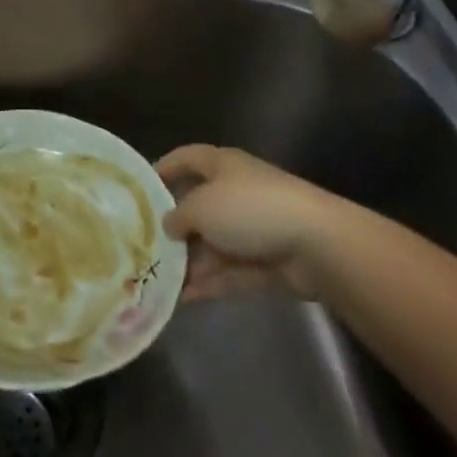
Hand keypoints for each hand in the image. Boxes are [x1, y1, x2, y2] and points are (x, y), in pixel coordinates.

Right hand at [157, 144, 338, 302]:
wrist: (316, 244)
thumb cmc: (249, 209)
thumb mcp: (201, 207)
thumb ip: (178, 216)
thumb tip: (169, 225)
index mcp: (222, 166)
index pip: (187, 158)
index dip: (165, 168)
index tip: (141, 187)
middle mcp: (237, 192)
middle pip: (199, 205)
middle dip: (174, 226)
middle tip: (145, 244)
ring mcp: (254, 228)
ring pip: (214, 243)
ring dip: (190, 261)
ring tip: (159, 279)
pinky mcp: (267, 262)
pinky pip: (231, 271)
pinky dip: (210, 282)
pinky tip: (183, 298)